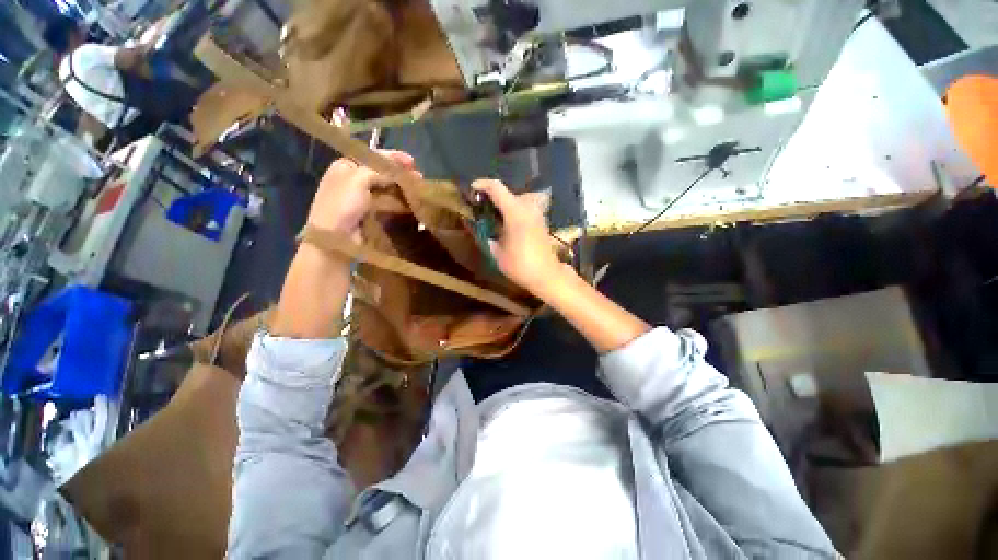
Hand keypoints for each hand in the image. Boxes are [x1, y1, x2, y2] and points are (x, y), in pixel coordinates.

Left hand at [308, 150, 417, 236]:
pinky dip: (400, 200)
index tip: (412, 163)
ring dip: (403, 187)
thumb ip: (379, 170)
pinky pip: (388, 202)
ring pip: (387, 187)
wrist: (335, 238)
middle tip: (419, 178)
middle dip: (401, 173)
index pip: (373, 156)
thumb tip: (401, 169)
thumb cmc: (342, 204)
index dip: (394, 157)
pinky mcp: (371, 212)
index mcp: (346, 166)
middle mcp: (354, 179)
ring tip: (418, 189)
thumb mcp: (358, 179)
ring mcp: (363, 197)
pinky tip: (411, 201)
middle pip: (382, 172)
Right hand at [473, 179, 567, 293]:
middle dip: (495, 196)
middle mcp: (528, 208)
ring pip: (520, 199)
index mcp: (515, 212)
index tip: (472, 189)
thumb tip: (481, 230)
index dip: (483, 184)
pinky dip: (516, 211)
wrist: (547, 275)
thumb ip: (488, 238)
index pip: (497, 188)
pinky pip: (526, 208)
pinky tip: (509, 225)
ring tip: (496, 217)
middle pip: (509, 192)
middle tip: (484, 208)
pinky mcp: (542, 222)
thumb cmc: (520, 265)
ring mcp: (537, 214)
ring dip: (506, 204)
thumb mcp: (497, 253)